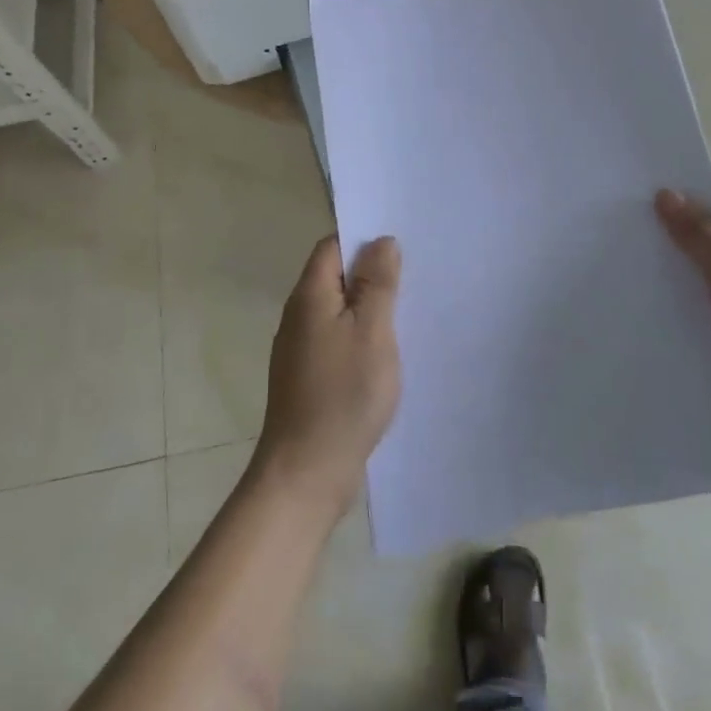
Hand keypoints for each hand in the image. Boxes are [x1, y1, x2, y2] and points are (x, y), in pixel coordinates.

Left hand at [253, 235, 402, 517]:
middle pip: (334, 277)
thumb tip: (381, 241)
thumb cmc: (343, 395)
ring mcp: (300, 349)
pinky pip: (337, 339)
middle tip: (413, 275)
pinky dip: (360, 336)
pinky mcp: (308, 377)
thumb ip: (377, 283)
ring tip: (406, 311)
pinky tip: (385, 352)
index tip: (400, 243)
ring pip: (338, 310)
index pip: (332, 246)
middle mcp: (298, 316)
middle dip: (370, 272)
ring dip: (367, 306)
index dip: (363, 238)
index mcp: (310, 296)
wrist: (306, 472)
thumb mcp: (372, 331)